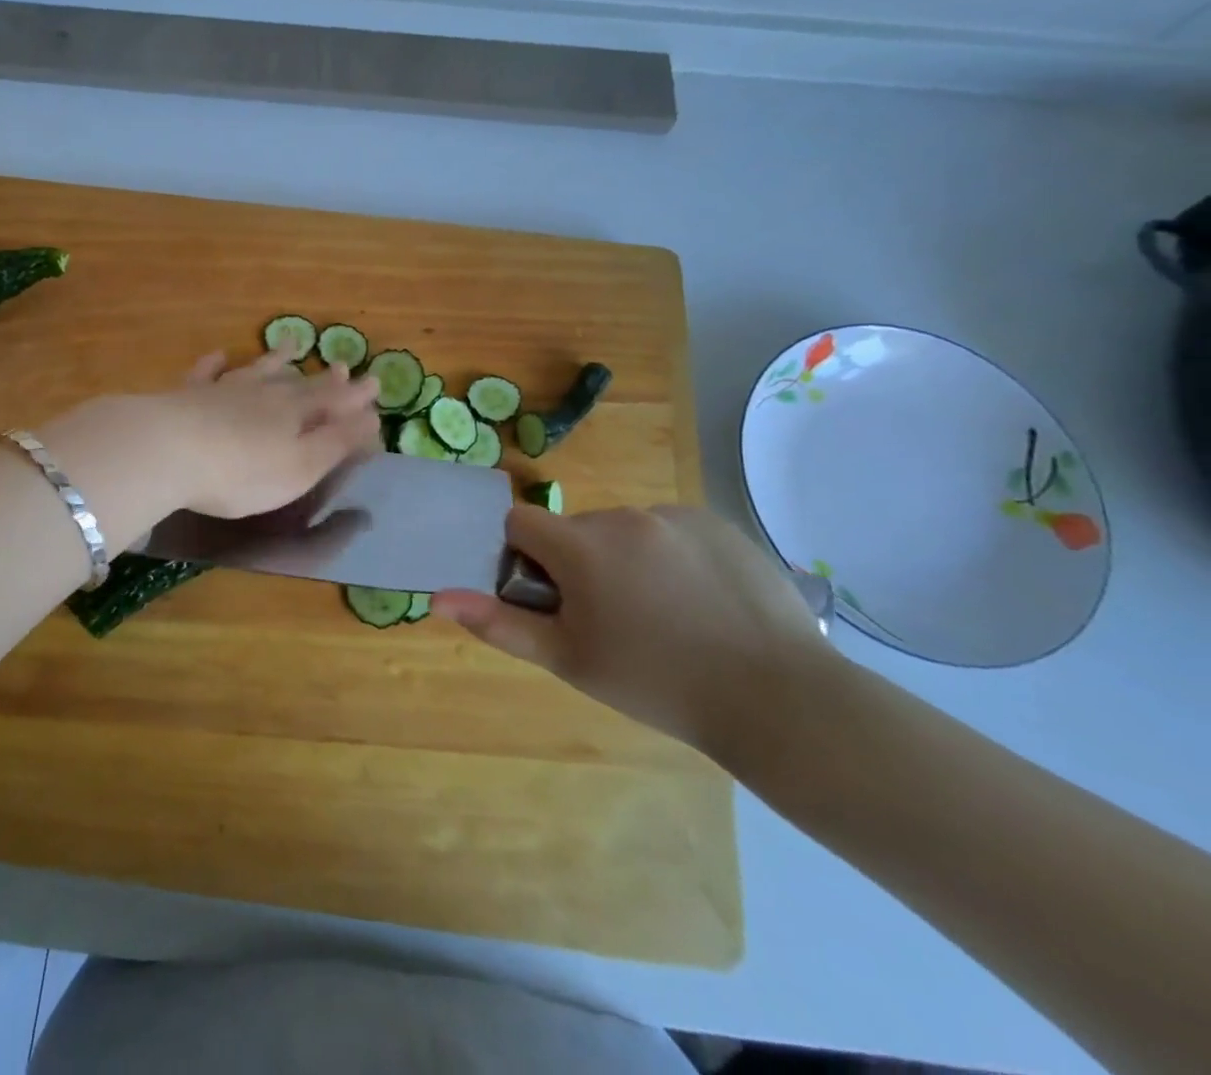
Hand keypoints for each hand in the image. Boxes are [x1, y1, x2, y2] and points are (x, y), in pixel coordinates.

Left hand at [159, 350, 379, 519]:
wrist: (168, 450)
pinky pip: (205, 373)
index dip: (354, 395)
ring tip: (292, 344)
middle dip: (324, 379)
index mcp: (293, 415)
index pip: (332, 401)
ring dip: (276, 359)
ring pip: (256, 370)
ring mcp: (223, 390)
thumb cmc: (242, 472)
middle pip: (299, 384)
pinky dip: (214, 364)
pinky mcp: (187, 395)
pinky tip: (218, 355)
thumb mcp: (301, 467)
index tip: (375, 381)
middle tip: (342, 366)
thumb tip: (372, 419)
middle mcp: (262, 395)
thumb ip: (336, 443)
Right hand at [432, 505, 830, 759]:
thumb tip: (437, 598)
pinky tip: (701, 601)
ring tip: (663, 615)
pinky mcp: (717, 523)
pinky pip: (670, 530)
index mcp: (581, 545)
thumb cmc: (657, 683)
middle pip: (575, 529)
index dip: (524, 558)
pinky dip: (670, 556)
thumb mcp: (569, 660)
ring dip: (625, 559)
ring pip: (624, 530)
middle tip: (612, 620)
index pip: (521, 523)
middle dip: (578, 564)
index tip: (551, 599)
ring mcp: (675, 516)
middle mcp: (623, 516)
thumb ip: (499, 624)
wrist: (778, 699)